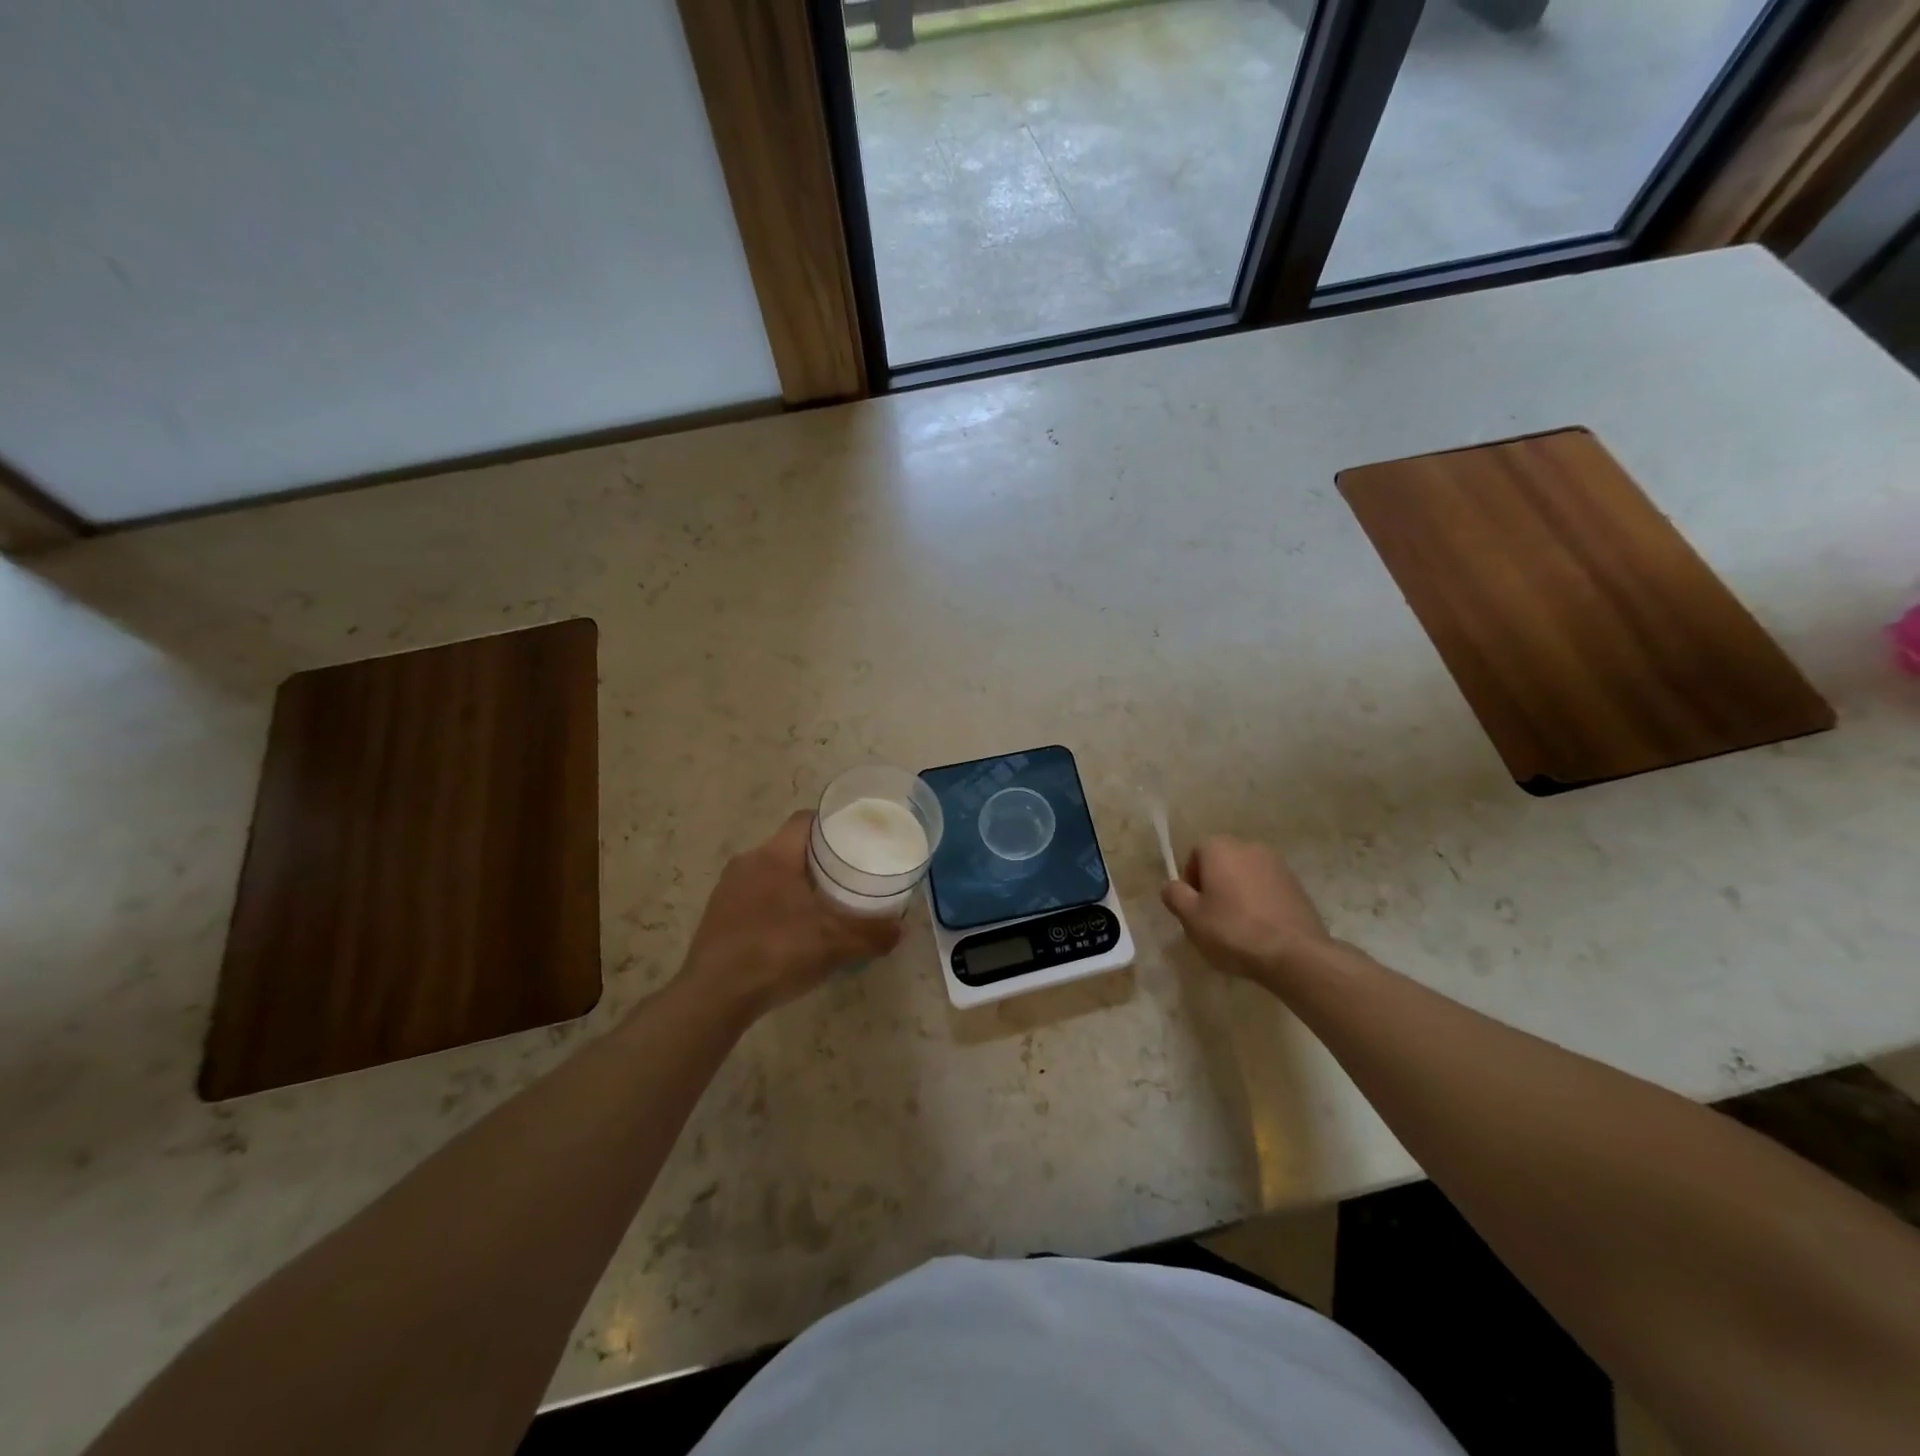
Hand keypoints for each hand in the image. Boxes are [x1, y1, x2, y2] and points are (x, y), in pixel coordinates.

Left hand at [680, 812, 903, 1019]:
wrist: (714, 996)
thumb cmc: (777, 953)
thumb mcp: (835, 945)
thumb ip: (871, 934)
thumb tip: (900, 929)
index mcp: (775, 855)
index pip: (805, 821)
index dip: (831, 824)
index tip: (854, 838)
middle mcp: (748, 861)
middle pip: (789, 846)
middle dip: (816, 858)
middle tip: (845, 875)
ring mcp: (727, 888)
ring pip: (769, 871)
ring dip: (792, 882)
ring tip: (819, 903)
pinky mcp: (715, 914)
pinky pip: (752, 895)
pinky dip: (773, 903)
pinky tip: (788, 930)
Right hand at [1161, 836, 1333, 983]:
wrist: (1295, 954)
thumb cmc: (1234, 931)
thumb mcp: (1191, 917)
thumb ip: (1174, 895)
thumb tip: (1172, 886)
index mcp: (1220, 848)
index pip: (1195, 856)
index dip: (1190, 882)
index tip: (1193, 909)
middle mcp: (1249, 847)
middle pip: (1221, 863)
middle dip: (1214, 886)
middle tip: (1211, 919)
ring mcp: (1278, 865)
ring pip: (1245, 876)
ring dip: (1237, 894)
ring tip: (1238, 927)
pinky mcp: (1297, 885)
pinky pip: (1267, 889)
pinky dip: (1259, 903)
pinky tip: (1260, 930)